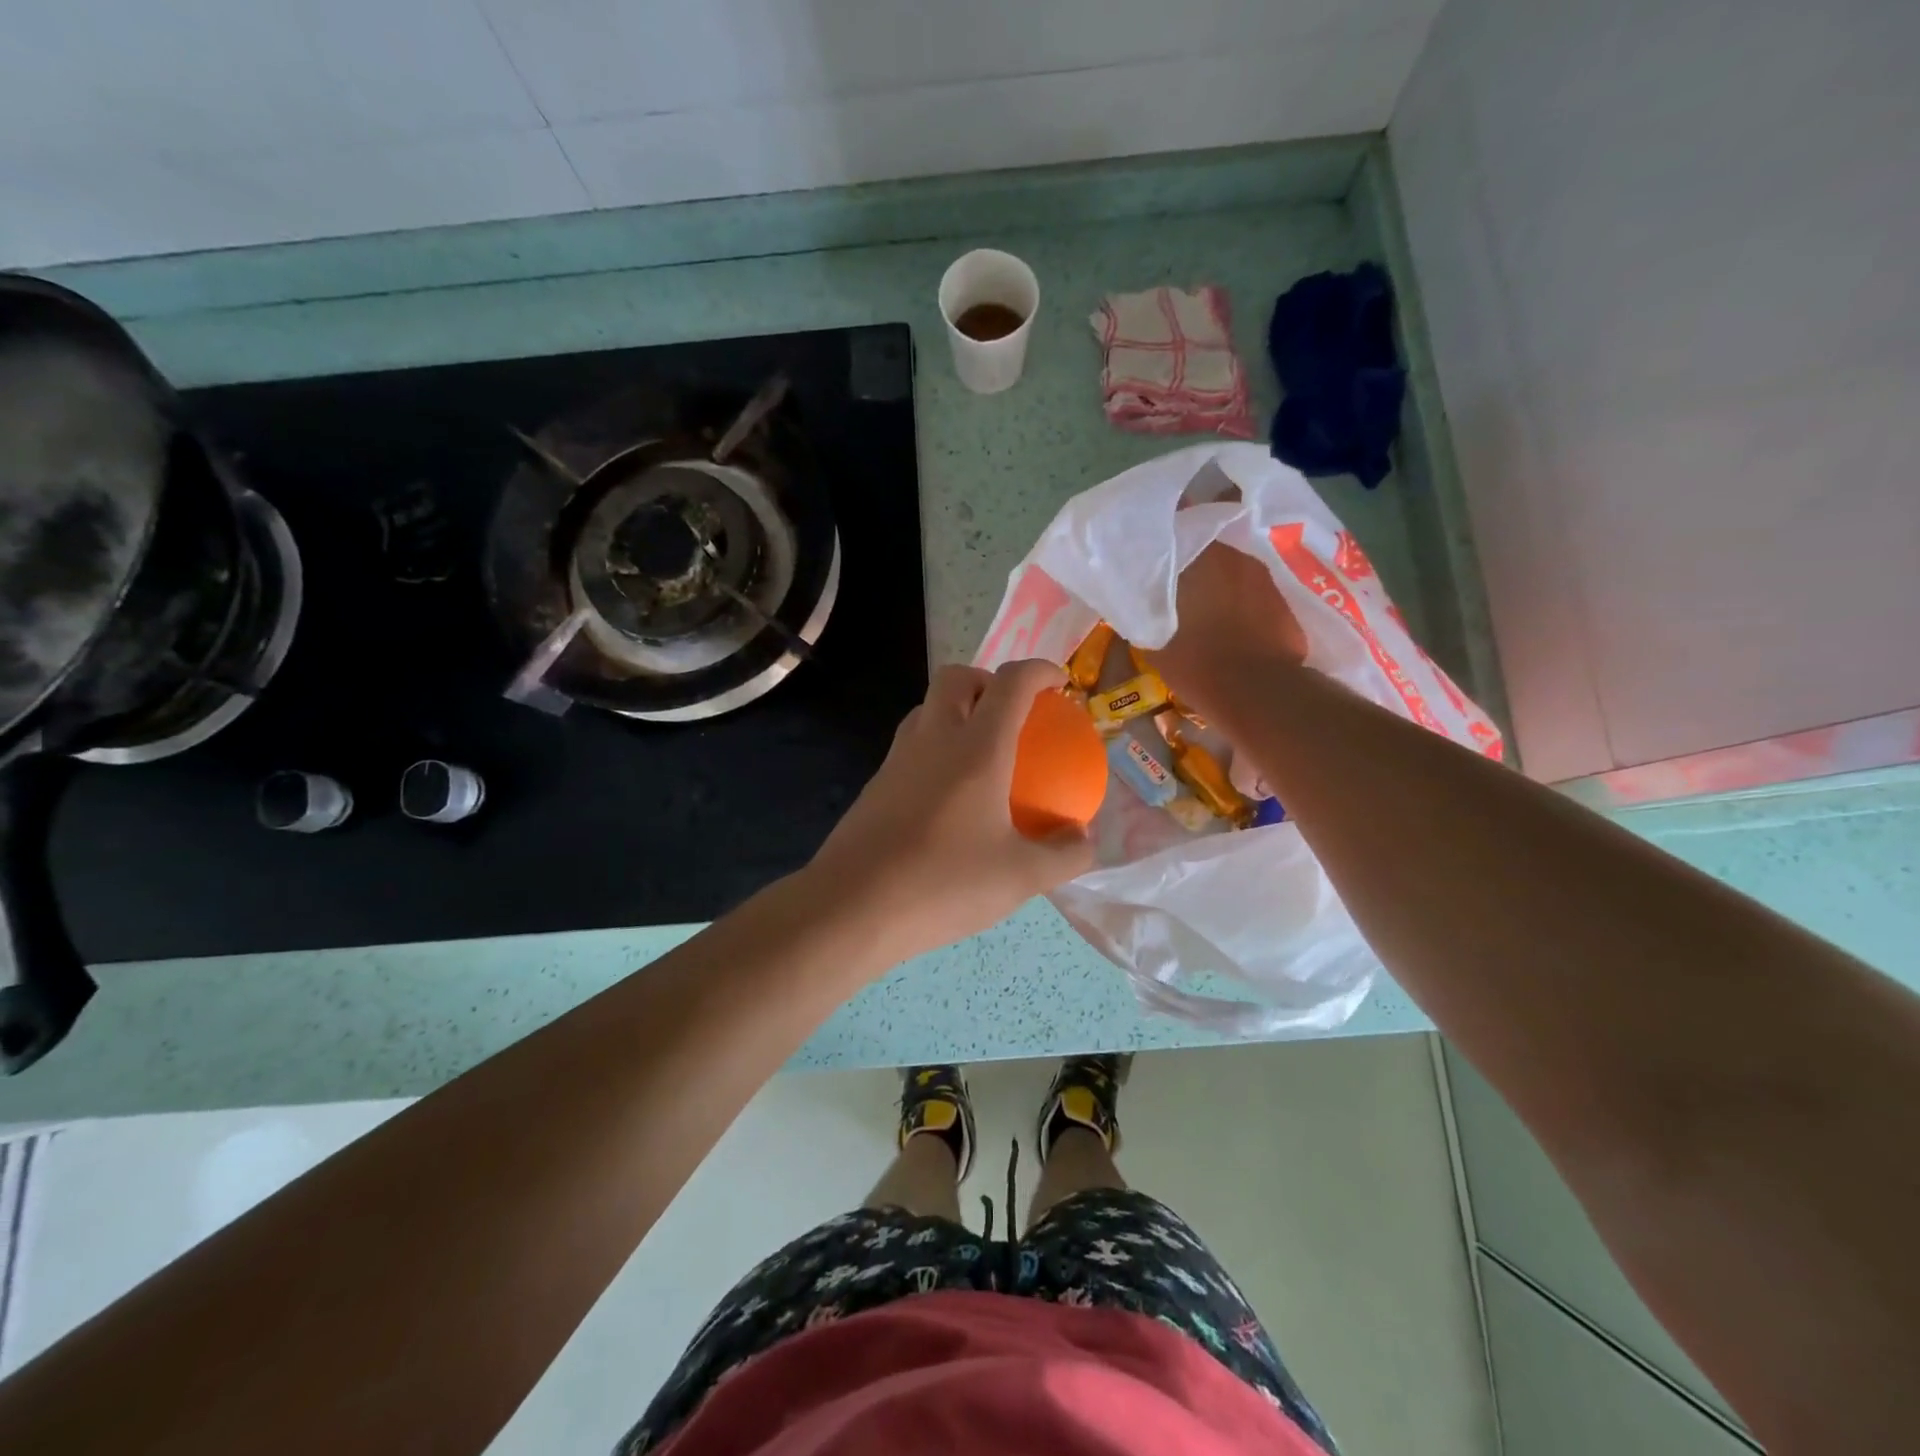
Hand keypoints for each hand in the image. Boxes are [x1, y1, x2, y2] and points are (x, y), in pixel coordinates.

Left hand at [808, 659, 1093, 964]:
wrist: (852, 907)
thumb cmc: (943, 883)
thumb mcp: (1020, 878)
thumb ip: (1064, 855)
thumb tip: (1084, 839)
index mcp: (976, 747)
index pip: (1010, 683)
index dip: (1039, 671)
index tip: (1058, 682)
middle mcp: (933, 738)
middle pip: (957, 678)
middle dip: (988, 679)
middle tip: (1012, 713)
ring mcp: (897, 759)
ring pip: (926, 709)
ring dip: (956, 711)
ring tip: (982, 752)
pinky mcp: (875, 785)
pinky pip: (911, 746)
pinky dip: (935, 748)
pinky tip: (949, 798)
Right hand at [1148, 542, 1307, 713]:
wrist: (1258, 690)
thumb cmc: (1197, 663)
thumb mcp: (1153, 641)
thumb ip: (1145, 612)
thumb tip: (1138, 602)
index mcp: (1197, 557)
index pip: (1176, 529)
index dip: (1163, 539)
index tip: (1150, 551)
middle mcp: (1232, 555)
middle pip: (1205, 547)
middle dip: (1190, 561)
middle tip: (1174, 582)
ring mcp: (1261, 576)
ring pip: (1229, 568)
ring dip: (1216, 581)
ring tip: (1202, 605)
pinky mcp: (1282, 598)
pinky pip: (1250, 590)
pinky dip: (1238, 600)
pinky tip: (1229, 622)